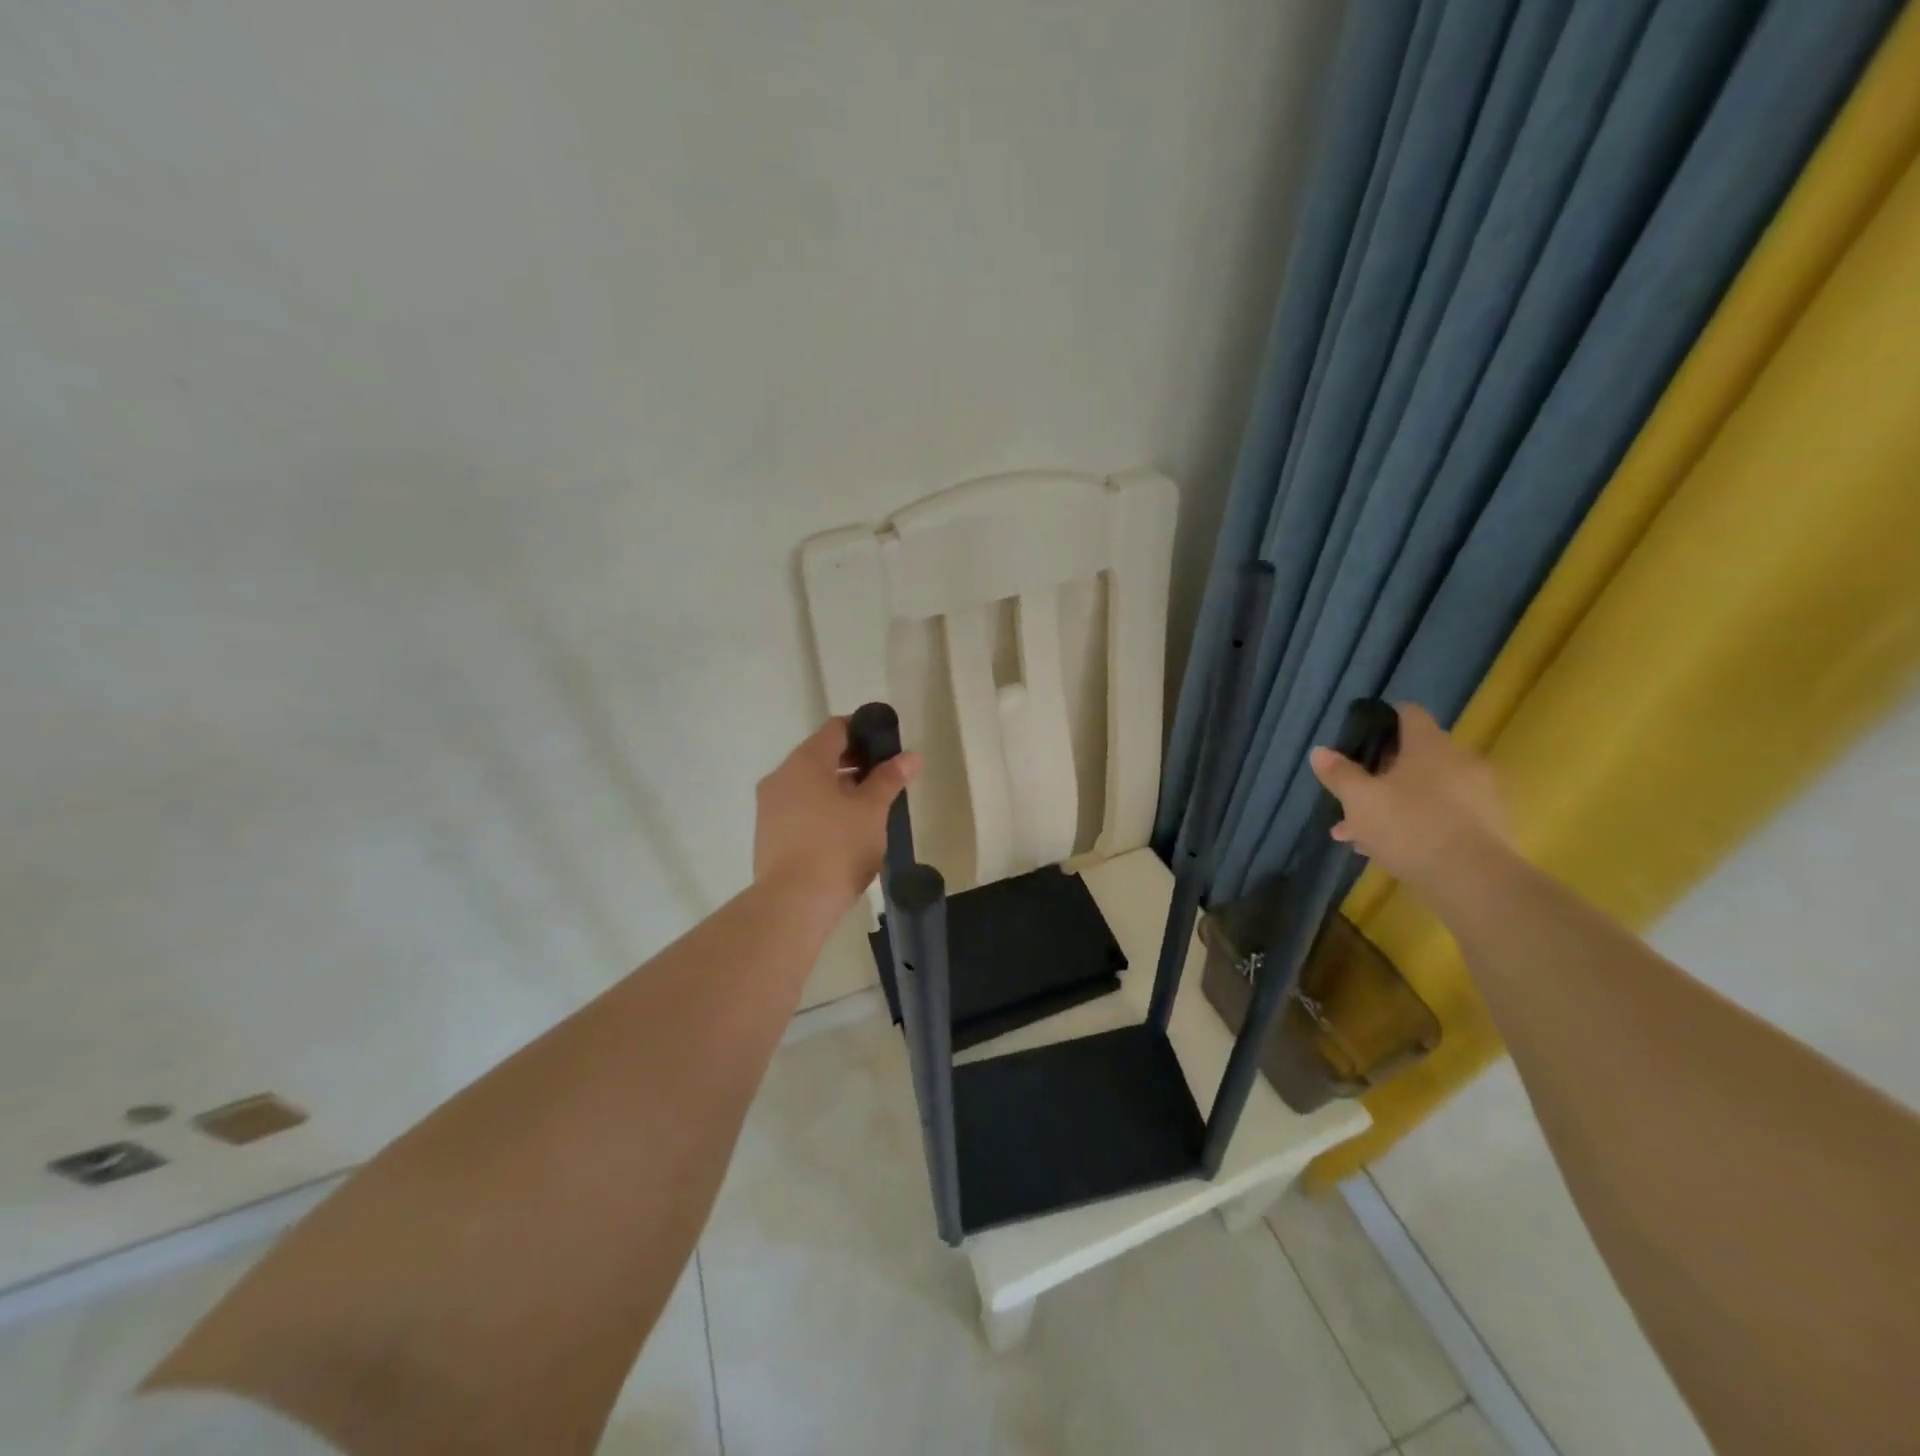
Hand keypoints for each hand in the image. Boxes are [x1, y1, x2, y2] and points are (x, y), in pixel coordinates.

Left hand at [754, 717, 921, 917]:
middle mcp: (782, 775)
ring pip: (809, 783)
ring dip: (838, 787)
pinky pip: (799, 807)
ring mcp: (770, 806)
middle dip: (853, 762)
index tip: (887, 747)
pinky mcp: (768, 833)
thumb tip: (910, 755)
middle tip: (884, 779)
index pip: (837, 728)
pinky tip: (844, 831)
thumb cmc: (837, 846)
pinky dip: (821, 808)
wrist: (793, 903)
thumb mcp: (872, 810)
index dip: (864, 731)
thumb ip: (890, 778)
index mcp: (806, 761)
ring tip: (868, 808)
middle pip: (821, 755)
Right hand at [1308, 704, 1507, 893]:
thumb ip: (1339, 773)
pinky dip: (1418, 824)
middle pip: (1415, 756)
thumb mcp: (1359, 800)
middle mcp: (1460, 760)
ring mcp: (1479, 794)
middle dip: (1380, 775)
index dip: (1383, 720)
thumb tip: (1320, 751)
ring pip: (1426, 790)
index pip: (1409, 713)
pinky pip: (1444, 815)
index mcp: (1430, 745)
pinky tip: (1390, 850)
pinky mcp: (1489, 826)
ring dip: (1395, 804)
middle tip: (1353, 798)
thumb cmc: (1408, 826)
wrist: (1473, 880)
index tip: (1361, 738)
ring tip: (1361, 835)